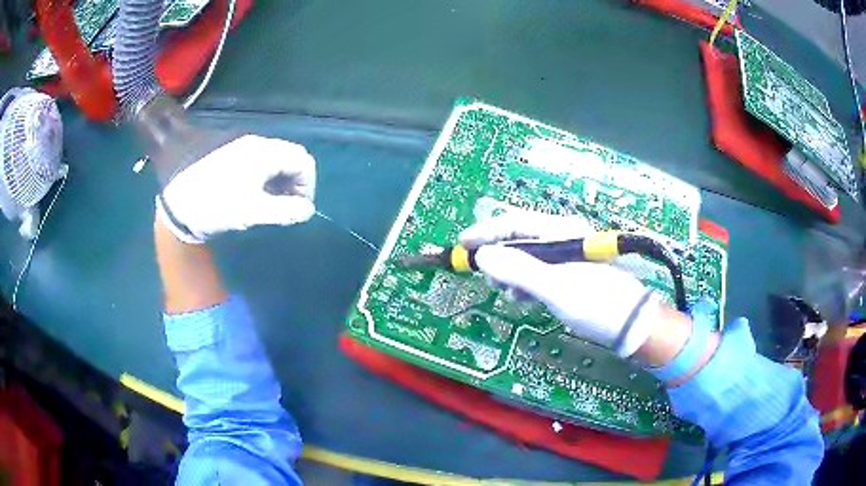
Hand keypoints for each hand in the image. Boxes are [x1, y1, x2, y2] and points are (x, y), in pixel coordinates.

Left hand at [156, 135, 315, 243]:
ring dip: (280, 181)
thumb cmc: (216, 204)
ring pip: (274, 160)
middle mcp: (256, 144)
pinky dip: (265, 178)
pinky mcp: (230, 155)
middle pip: (290, 158)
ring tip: (269, 205)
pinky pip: (258, 162)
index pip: (303, 160)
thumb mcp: (252, 211)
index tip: (299, 208)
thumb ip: (284, 211)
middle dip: (294, 183)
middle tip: (285, 208)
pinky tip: (253, 194)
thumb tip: (307, 210)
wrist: (177, 200)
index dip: (307, 185)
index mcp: (265, 153)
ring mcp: (242, 147)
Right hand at [459, 211, 660, 356]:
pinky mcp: (570, 273)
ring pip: (527, 257)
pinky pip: (538, 272)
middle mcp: (562, 237)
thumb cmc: (595, 303)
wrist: (632, 324)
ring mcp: (567, 255)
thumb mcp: (554, 287)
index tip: (462, 246)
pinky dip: (526, 283)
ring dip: (512, 273)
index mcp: (560, 231)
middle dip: (499, 257)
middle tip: (488, 279)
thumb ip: (518, 270)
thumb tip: (483, 256)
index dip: (485, 233)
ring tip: (509, 293)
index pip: (513, 223)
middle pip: (519, 239)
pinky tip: (526, 299)